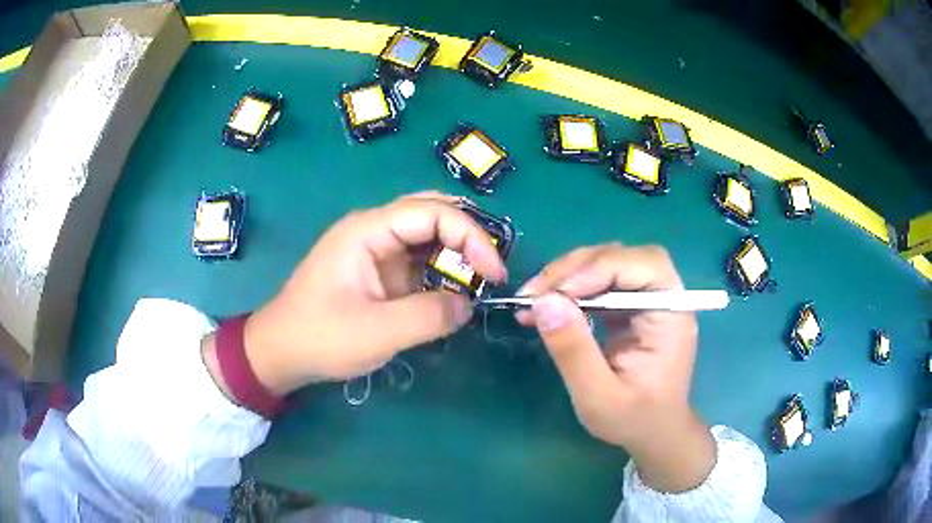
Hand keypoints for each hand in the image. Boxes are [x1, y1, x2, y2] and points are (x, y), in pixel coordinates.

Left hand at [236, 192, 506, 395]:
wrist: (281, 351)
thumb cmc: (321, 337)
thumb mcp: (379, 332)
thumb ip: (430, 315)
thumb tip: (469, 304)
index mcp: (368, 230)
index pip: (432, 213)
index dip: (471, 236)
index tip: (495, 273)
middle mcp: (374, 229)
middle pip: (432, 212)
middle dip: (468, 235)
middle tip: (492, 267)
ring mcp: (375, 249)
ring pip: (428, 234)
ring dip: (457, 252)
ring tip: (481, 278)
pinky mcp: (378, 271)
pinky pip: (419, 260)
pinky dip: (442, 271)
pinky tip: (455, 289)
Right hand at [516, 243, 714, 492]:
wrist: (653, 433)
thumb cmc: (634, 420)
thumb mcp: (598, 397)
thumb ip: (574, 351)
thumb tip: (544, 302)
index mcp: (671, 314)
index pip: (644, 265)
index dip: (600, 268)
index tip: (557, 293)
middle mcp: (663, 297)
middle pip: (622, 257)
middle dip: (576, 268)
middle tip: (534, 293)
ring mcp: (646, 300)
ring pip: (606, 264)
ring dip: (567, 275)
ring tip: (533, 299)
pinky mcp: (629, 308)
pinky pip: (598, 283)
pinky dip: (570, 290)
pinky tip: (546, 307)